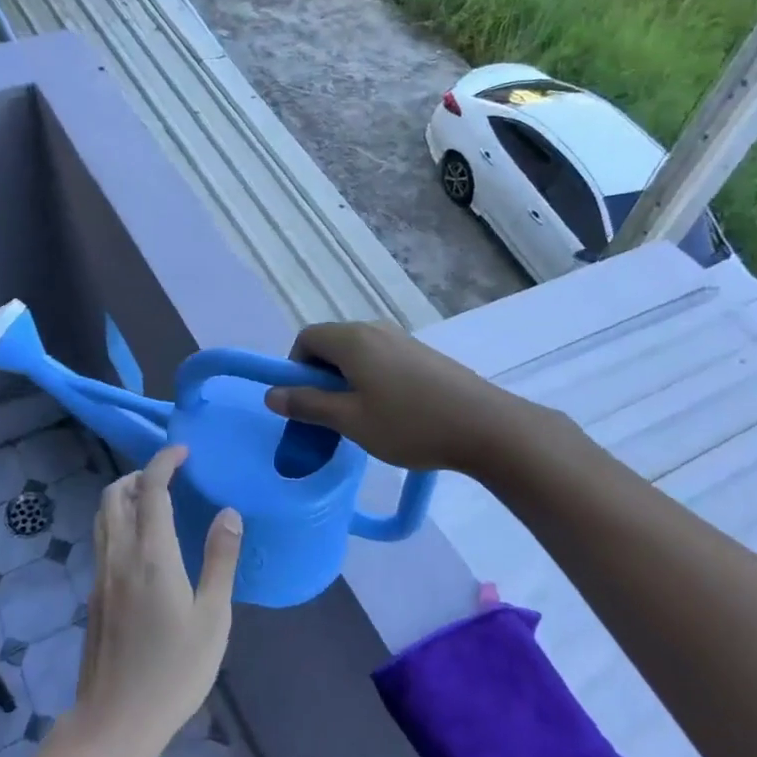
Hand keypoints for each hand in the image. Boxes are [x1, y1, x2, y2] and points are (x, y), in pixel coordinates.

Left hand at [69, 445, 241, 756]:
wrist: (115, 721)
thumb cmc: (174, 671)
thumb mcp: (213, 618)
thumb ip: (220, 560)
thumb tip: (229, 513)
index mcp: (151, 555)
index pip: (150, 489)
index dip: (164, 461)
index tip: (183, 451)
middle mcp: (119, 555)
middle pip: (115, 494)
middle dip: (139, 474)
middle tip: (170, 476)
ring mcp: (101, 574)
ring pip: (103, 515)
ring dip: (125, 495)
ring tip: (155, 501)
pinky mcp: (94, 593)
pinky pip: (102, 538)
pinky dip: (119, 520)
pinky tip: (143, 542)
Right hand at [263, 321, 524, 474]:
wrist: (486, 426)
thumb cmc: (409, 424)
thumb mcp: (350, 420)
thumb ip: (308, 405)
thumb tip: (271, 394)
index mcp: (352, 339)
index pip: (306, 338)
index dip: (294, 368)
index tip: (303, 404)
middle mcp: (375, 329)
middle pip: (331, 345)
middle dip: (319, 379)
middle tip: (327, 418)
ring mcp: (402, 340)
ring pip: (357, 356)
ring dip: (345, 383)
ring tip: (359, 421)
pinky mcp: (422, 356)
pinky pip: (381, 361)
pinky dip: (370, 382)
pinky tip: (389, 415)